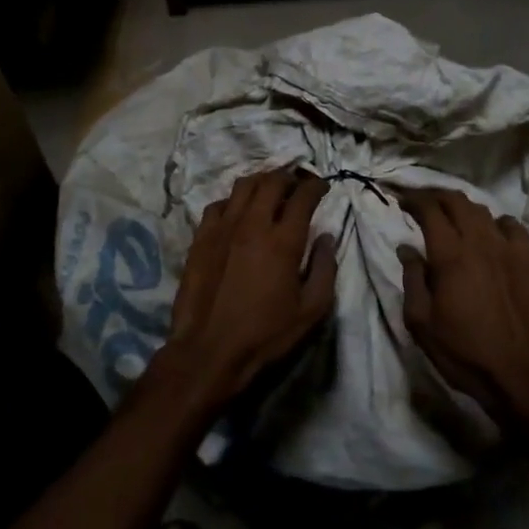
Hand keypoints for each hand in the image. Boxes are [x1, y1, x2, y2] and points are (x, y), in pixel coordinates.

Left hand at [156, 167, 337, 410]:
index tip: (322, 186)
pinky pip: (218, 204)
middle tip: (297, 185)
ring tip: (269, 191)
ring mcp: (223, 228)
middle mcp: (253, 224)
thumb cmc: (265, 334)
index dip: (316, 186)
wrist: (209, 350)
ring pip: (243, 185)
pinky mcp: (201, 237)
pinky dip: (233, 201)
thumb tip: (326, 238)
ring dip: (261, 182)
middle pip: (272, 182)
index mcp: (283, 241)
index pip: (303, 196)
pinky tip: (237, 212)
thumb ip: (325, 269)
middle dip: (289, 177)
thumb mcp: (311, 310)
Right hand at [397, 188, 528, 422]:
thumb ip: (412, 279)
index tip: (399, 199)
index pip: (429, 209)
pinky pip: (512, 226)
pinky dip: (495, 222)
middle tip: (420, 201)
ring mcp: (508, 249)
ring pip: (482, 210)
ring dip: (462, 206)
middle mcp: (480, 242)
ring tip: (450, 215)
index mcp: (450, 255)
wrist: (519, 374)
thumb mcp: (421, 322)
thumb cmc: (463, 351)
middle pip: (456, 200)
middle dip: (434, 194)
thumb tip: (407, 248)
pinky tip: (490, 233)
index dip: (412, 198)